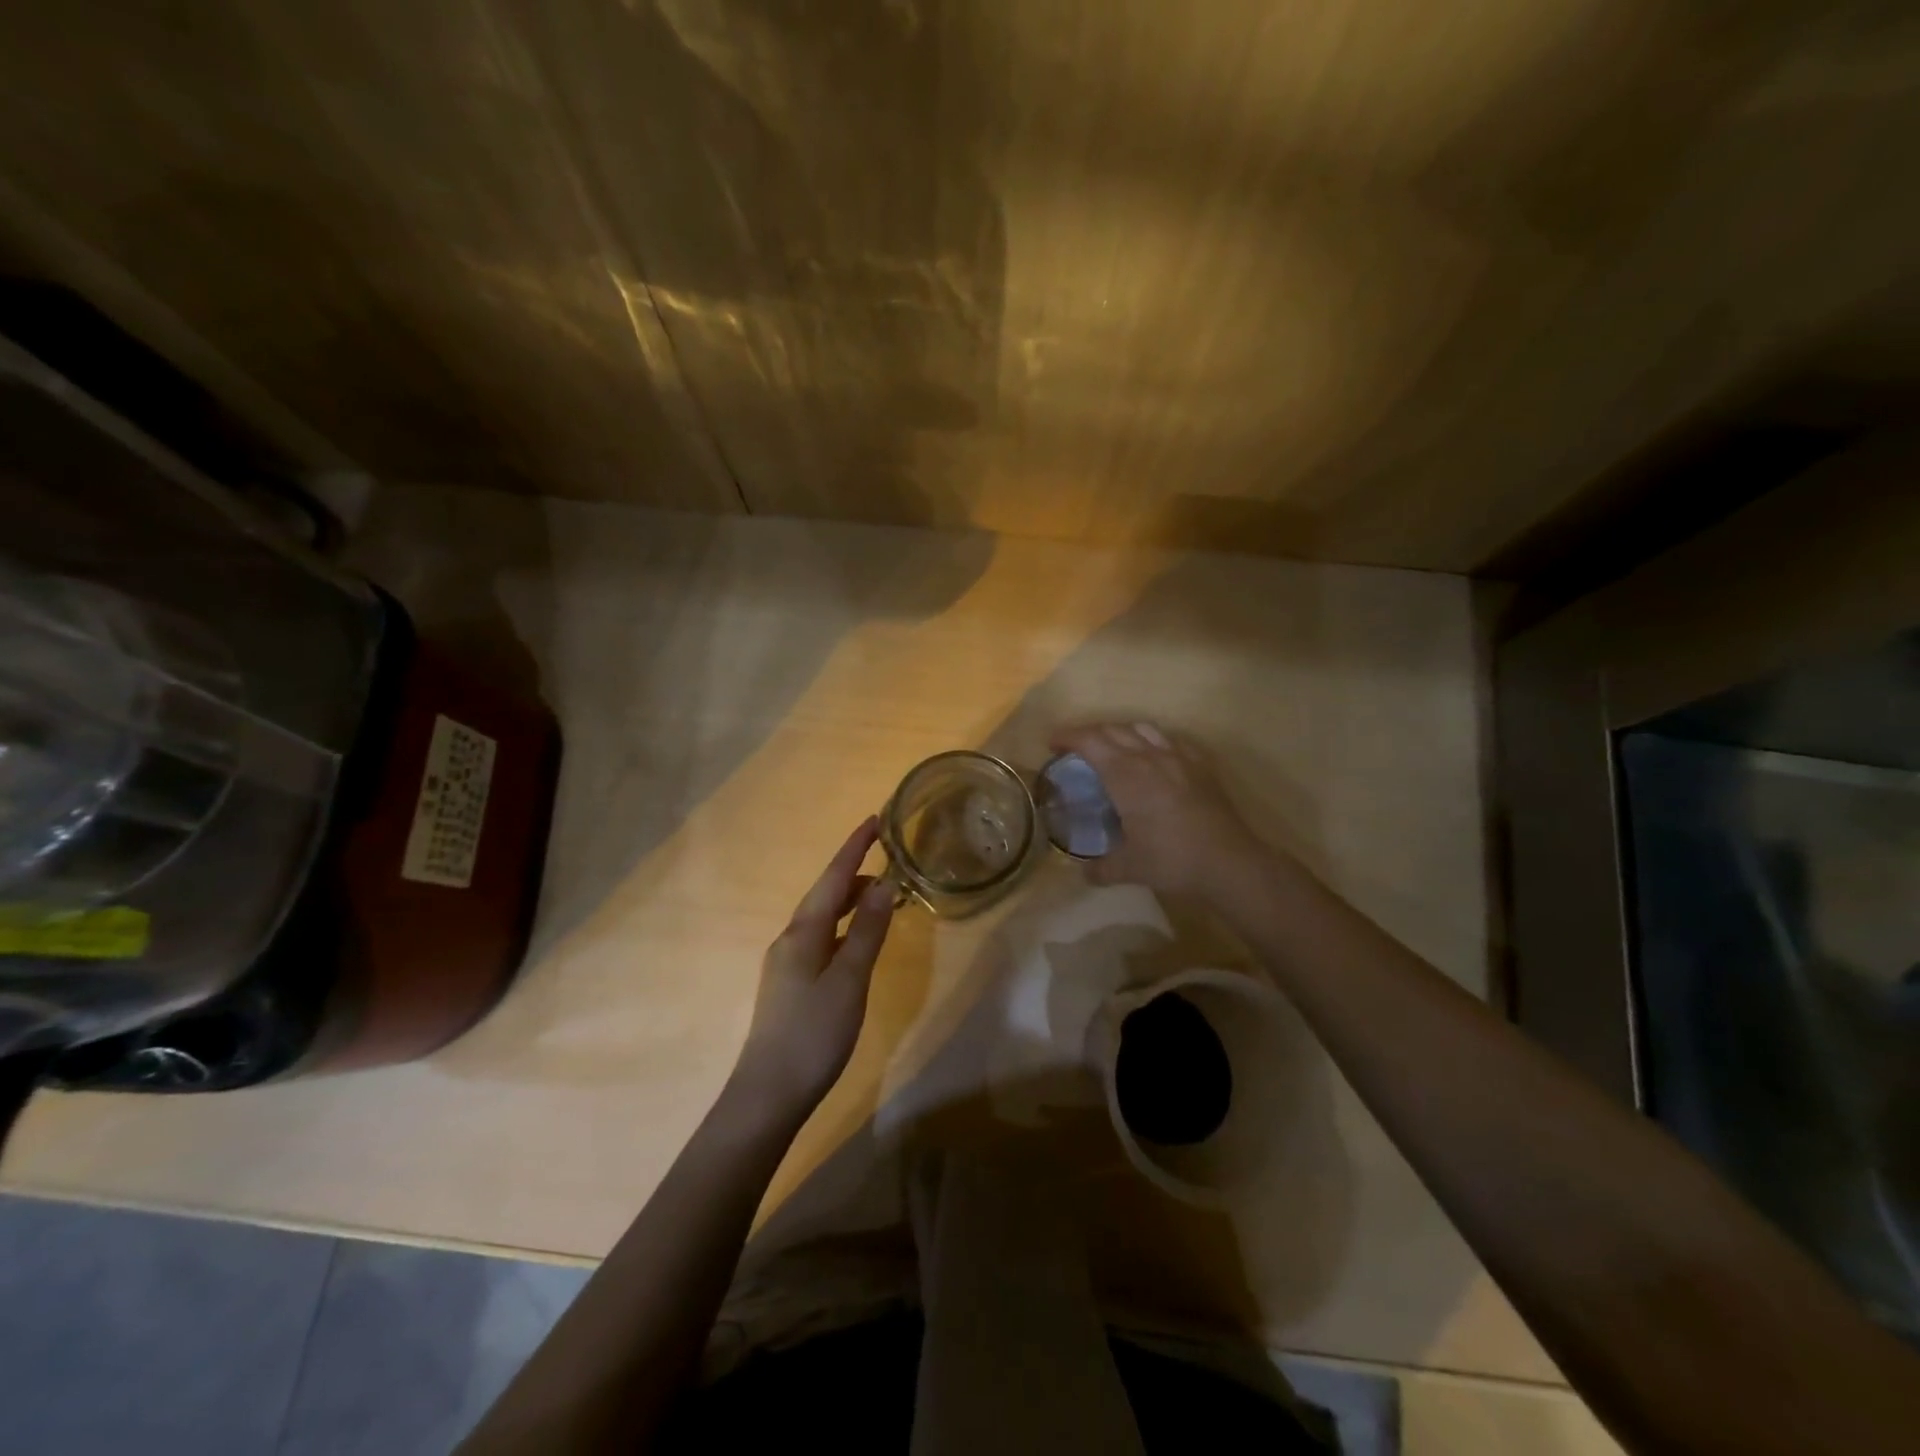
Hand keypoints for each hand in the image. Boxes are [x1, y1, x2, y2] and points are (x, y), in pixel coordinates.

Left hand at [732, 817, 896, 1118]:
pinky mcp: (791, 983)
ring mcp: (787, 962)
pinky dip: (843, 926)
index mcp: (803, 932)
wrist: (768, 1094)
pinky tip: (857, 939)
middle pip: (825, 893)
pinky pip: (821, 938)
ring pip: (822, 917)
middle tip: (887, 856)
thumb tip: (884, 885)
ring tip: (881, 895)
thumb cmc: (813, 1034)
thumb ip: (866, 931)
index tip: (875, 819)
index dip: (855, 847)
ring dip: (850, 899)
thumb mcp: (849, 981)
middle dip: (854, 870)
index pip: (834, 877)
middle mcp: (791, 938)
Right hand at [1049, 722, 1266, 899]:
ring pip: (1143, 728)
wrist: (1228, 862)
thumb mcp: (1129, 868)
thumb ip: (1101, 868)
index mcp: (1125, 774)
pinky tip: (1154, 755)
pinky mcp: (1200, 766)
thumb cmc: (1171, 860)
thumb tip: (1085, 873)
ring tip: (1112, 746)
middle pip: (1113, 730)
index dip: (1068, 737)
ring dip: (1120, 731)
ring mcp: (1178, 758)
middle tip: (1075, 747)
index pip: (1090, 742)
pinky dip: (1153, 740)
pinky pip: (1171, 740)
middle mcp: (1149, 757)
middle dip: (1090, 733)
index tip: (1052, 743)